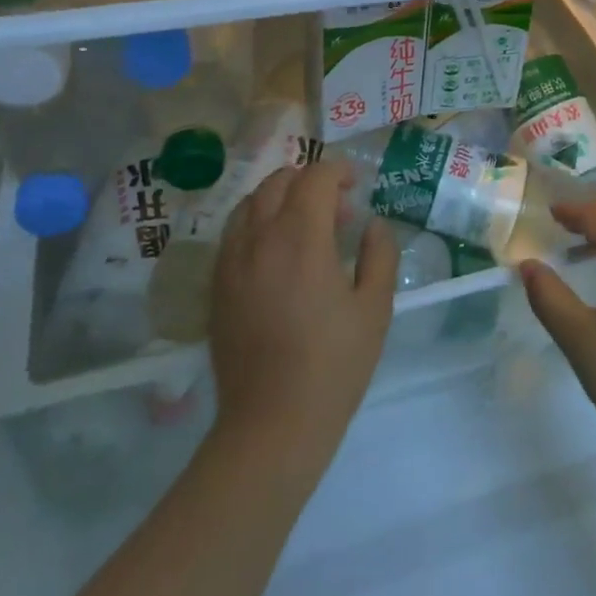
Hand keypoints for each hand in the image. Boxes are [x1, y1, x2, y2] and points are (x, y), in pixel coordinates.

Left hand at [209, 161, 397, 475]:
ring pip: (250, 203)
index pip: (315, 178)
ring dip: (280, 199)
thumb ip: (379, 254)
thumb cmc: (334, 365)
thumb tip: (372, 225)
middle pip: (278, 181)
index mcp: (300, 238)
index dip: (338, 171)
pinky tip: (277, 254)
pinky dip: (257, 223)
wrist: (272, 424)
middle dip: (309, 181)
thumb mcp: (375, 308)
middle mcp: (259, 238)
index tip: (357, 185)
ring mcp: (231, 261)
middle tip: (337, 210)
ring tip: (305, 227)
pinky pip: (234, 233)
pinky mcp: (216, 286)